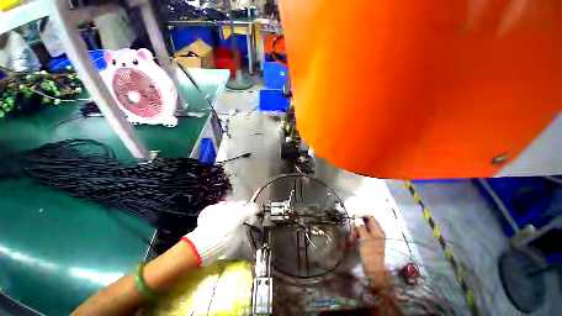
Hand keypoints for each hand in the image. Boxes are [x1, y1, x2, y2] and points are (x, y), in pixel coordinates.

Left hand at [184, 201, 257, 265]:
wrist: (200, 245)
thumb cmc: (222, 243)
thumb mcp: (238, 238)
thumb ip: (243, 227)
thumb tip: (244, 224)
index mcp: (241, 214)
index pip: (253, 207)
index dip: (257, 209)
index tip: (258, 211)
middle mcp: (232, 207)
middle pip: (242, 203)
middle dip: (245, 207)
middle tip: (245, 215)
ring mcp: (221, 206)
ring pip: (231, 202)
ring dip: (233, 207)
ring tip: (232, 215)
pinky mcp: (211, 208)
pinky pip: (220, 206)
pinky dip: (222, 209)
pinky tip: (220, 216)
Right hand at [353, 215, 385, 285]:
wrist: (373, 269)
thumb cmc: (370, 252)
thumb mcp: (364, 238)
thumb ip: (360, 227)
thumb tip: (356, 217)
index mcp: (378, 230)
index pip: (370, 218)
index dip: (361, 216)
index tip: (352, 218)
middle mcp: (377, 233)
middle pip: (366, 223)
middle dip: (357, 226)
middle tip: (352, 231)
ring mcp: (374, 238)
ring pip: (363, 230)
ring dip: (356, 232)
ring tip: (352, 238)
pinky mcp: (370, 243)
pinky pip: (363, 236)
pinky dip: (358, 236)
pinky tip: (353, 241)